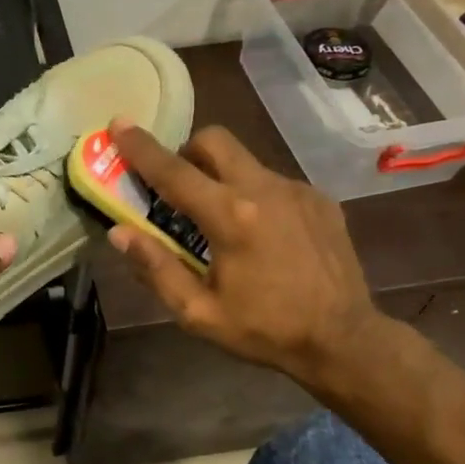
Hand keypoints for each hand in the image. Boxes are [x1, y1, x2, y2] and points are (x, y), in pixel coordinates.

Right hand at [105, 121, 389, 397]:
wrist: (345, 340)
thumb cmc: (265, 330)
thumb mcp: (199, 313)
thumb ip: (157, 268)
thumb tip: (120, 233)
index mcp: (230, 217)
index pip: (173, 171)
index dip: (141, 147)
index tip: (119, 123)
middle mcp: (264, 189)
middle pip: (214, 141)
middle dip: (187, 151)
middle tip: (178, 185)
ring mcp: (297, 190)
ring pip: (245, 160)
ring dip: (222, 176)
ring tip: (222, 220)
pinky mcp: (319, 199)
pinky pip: (273, 181)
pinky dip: (254, 195)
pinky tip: (262, 234)